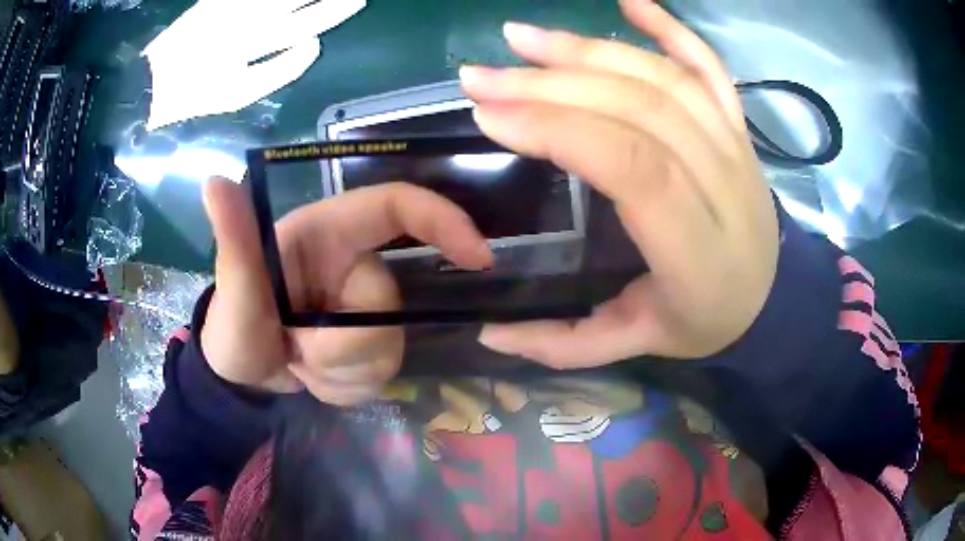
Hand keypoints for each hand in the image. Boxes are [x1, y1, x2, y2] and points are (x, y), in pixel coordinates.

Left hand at [143, 0, 365, 129]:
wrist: (149, 83)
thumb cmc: (194, 94)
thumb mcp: (237, 94)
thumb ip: (278, 72)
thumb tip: (313, 46)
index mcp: (252, 48)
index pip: (304, 27)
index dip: (330, 14)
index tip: (354, 2)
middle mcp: (246, 24)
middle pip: (293, 4)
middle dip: (326, 1)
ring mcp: (230, 11)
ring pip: (277, 0)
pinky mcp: (215, 2)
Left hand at [200, 179, 492, 403]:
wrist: (242, 377)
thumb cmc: (232, 325)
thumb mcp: (232, 289)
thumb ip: (232, 239)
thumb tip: (215, 181)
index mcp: (327, 234)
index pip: (397, 207)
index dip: (443, 221)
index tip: (477, 258)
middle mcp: (353, 266)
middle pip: (388, 305)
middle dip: (345, 345)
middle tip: (297, 353)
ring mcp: (364, 310)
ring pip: (389, 349)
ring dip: (342, 372)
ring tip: (299, 364)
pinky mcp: (369, 344)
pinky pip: (382, 374)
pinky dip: (346, 387)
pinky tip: (315, 379)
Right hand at [463, 0, 778, 366]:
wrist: (773, 300)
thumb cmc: (705, 321)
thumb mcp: (637, 345)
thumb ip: (564, 345)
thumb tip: (486, 331)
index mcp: (697, 248)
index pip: (631, 165)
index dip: (558, 129)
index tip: (489, 116)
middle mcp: (724, 183)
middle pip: (639, 108)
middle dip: (551, 83)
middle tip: (480, 75)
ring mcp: (734, 145)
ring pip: (662, 78)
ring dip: (588, 48)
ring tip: (521, 38)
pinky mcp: (737, 126)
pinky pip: (708, 66)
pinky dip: (671, 27)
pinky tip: (628, 1)